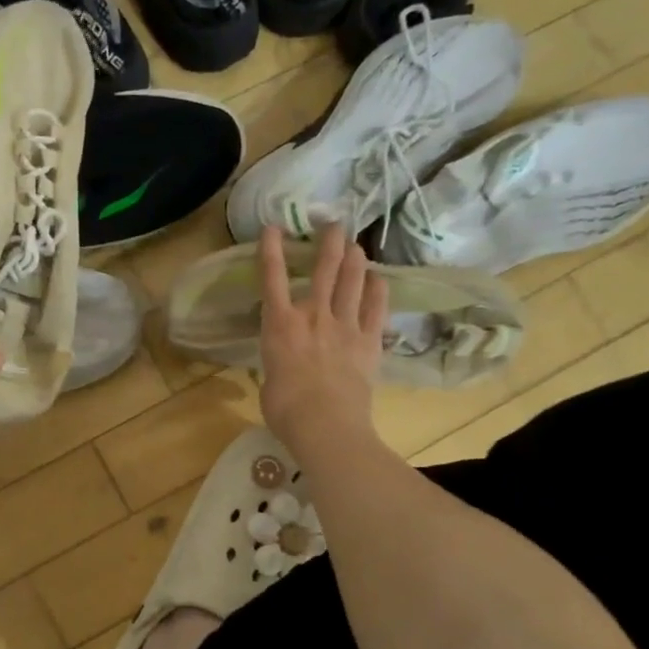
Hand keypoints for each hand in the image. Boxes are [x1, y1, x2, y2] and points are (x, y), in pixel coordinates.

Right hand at [258, 223, 386, 452]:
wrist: (325, 425)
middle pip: (323, 269)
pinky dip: (378, 290)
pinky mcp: (369, 341)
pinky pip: (377, 308)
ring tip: (355, 244)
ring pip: (352, 282)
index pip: (272, 278)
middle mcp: (312, 315)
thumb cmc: (285, 409)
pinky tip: (379, 279)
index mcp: (279, 325)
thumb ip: (277, 362)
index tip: (273, 227)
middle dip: (328, 242)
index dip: (271, 250)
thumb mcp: (269, 380)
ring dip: (355, 259)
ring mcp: (344, 326)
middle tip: (333, 223)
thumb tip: (284, 364)